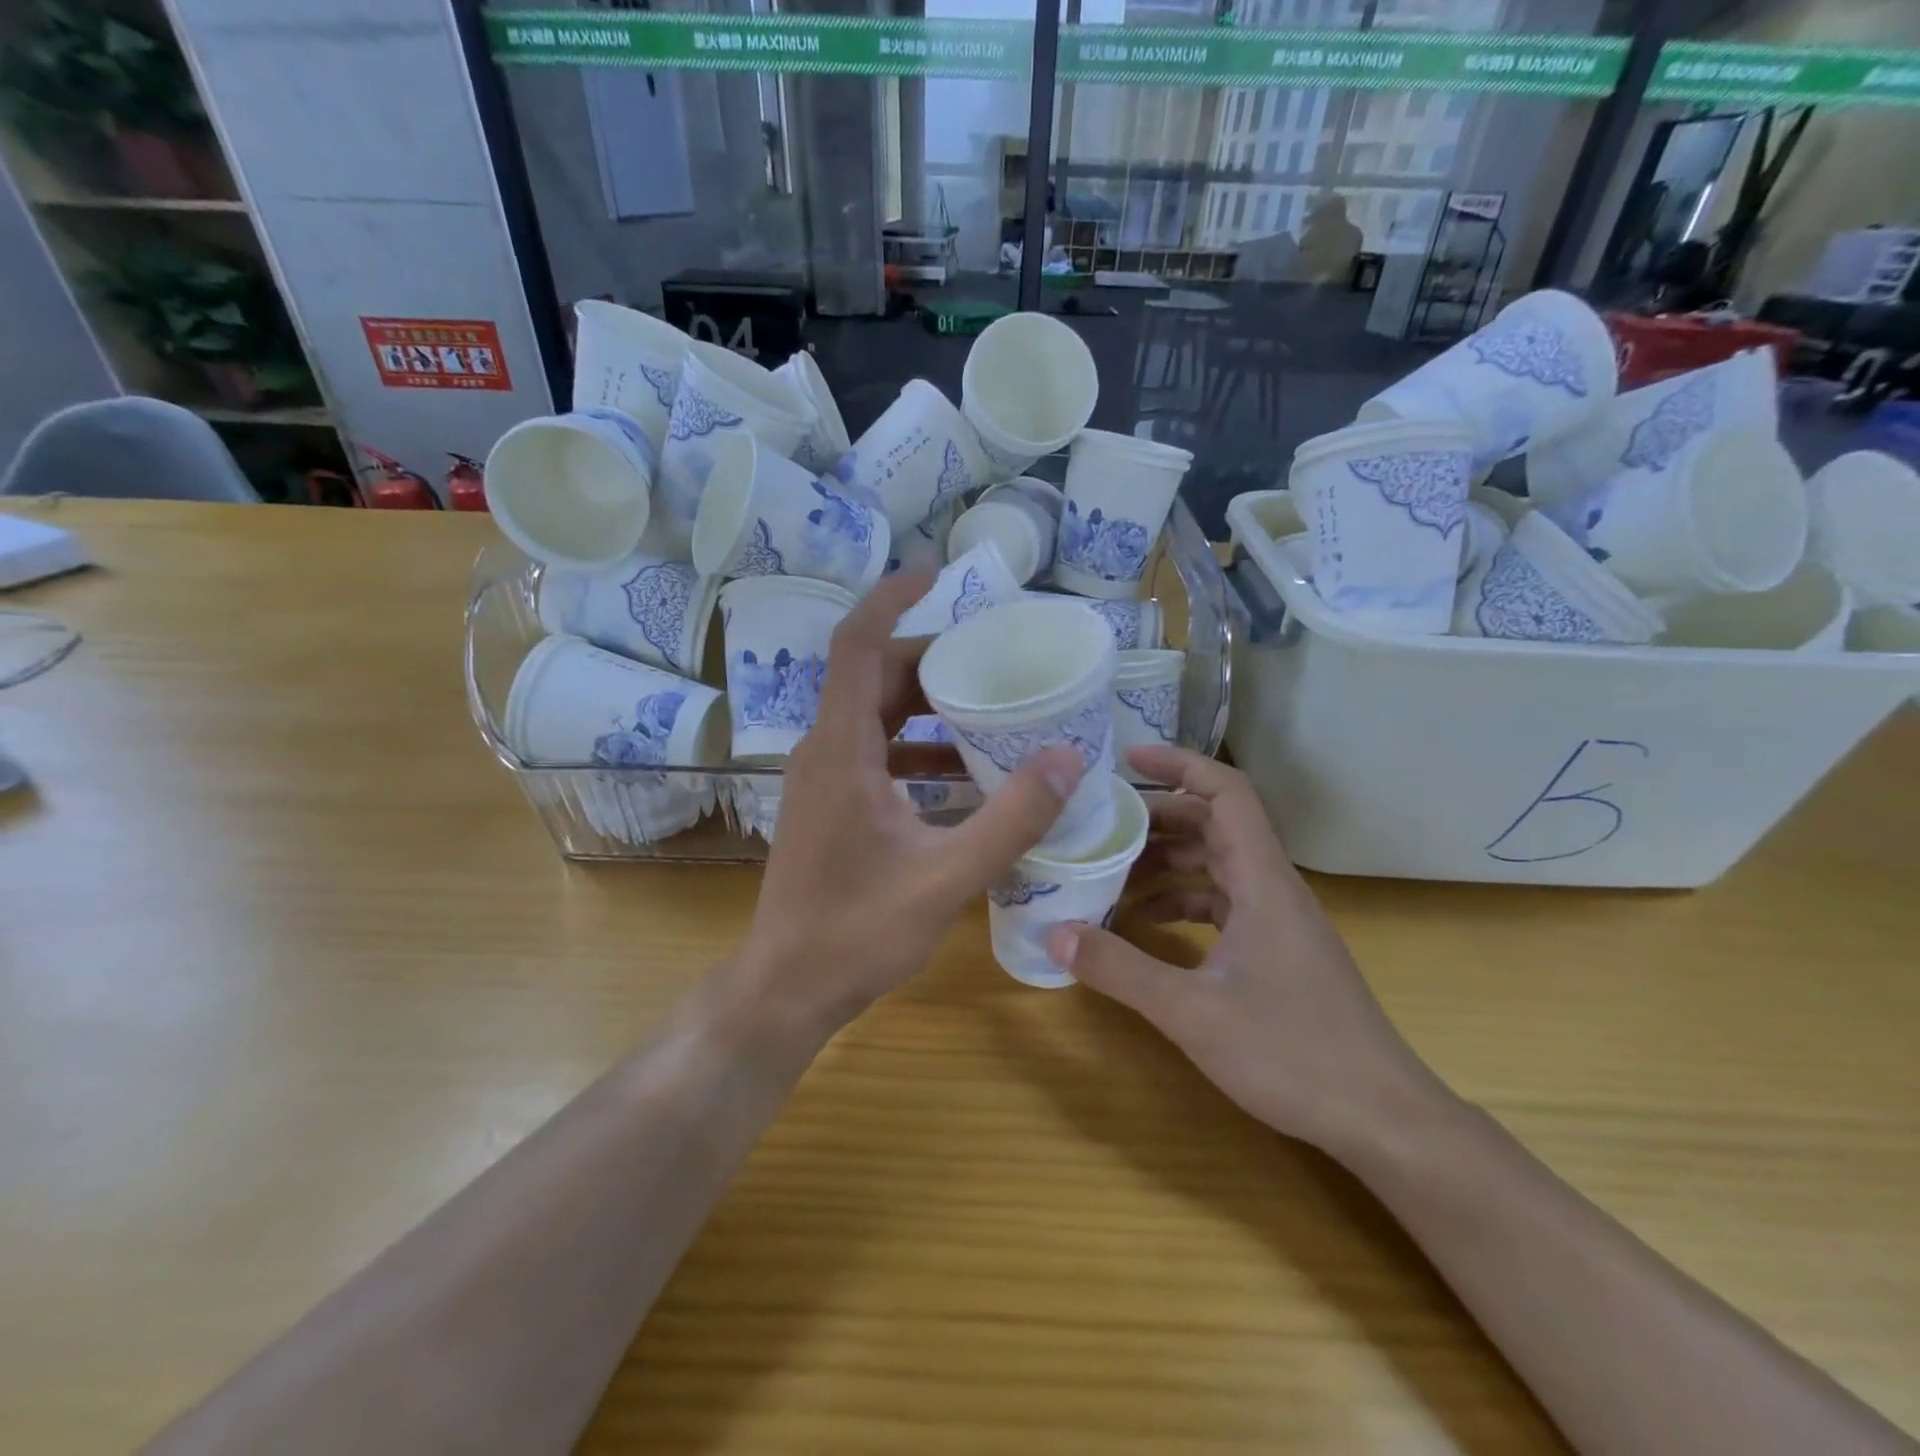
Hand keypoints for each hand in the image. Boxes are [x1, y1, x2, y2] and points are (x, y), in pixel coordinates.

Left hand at [739, 572, 1082, 1039]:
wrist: (786, 988)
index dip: (891, 599)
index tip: (935, 573)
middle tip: (993, 662)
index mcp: (841, 749)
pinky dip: (916, 747)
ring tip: (990, 712)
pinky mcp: (828, 804)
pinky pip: (873, 751)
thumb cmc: (857, 932)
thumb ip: (1011, 818)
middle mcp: (824, 751)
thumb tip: (1068, 758)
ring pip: (874, 715)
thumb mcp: (948, 876)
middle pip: (874, 676)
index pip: (857, 645)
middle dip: (932, 660)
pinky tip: (963, 775)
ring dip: (927, 707)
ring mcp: (821, 778)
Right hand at [1047, 746, 1442, 1153]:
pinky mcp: (1277, 948)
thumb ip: (1121, 970)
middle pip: (1214, 824)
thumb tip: (1054, 933)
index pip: (1226, 793)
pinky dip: (1183, 899)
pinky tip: (1147, 922)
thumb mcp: (1193, 1013)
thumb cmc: (1293, 1053)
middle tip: (1100, 823)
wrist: (1382, 1118)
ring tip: (1111, 870)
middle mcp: (1273, 887)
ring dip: (1167, 860)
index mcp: (1263, 880)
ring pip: (1218, 863)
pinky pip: (1223, 901)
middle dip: (1157, 816)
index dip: (1179, 764)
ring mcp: (1278, 919)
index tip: (1128, 758)